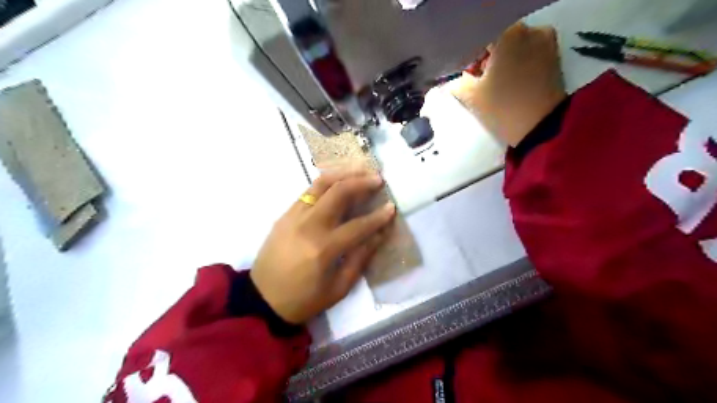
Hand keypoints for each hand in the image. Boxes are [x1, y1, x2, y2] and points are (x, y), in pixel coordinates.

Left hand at [250, 169, 397, 323]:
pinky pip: (308, 191)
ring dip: (343, 174)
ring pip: (321, 184)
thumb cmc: (303, 299)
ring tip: (361, 170)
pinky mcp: (285, 214)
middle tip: (378, 179)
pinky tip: (338, 181)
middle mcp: (309, 225)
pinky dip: (326, 182)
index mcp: (323, 248)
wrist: (262, 299)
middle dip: (362, 182)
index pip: (358, 225)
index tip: (392, 207)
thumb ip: (360, 258)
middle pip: (338, 192)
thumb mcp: (338, 288)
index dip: (378, 217)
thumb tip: (379, 235)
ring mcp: (293, 216)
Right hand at [452, 22, 565, 145]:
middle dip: (487, 59)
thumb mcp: (470, 96)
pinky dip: (518, 65)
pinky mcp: (555, 58)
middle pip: (499, 41)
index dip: (469, 59)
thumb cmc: (501, 107)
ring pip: (515, 47)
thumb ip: (459, 81)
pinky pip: (529, 55)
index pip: (479, 41)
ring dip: (503, 61)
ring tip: (496, 85)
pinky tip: (511, 85)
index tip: (466, 76)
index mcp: (507, 35)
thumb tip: (459, 78)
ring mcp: (546, 44)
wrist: (540, 128)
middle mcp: (530, 31)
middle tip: (479, 81)